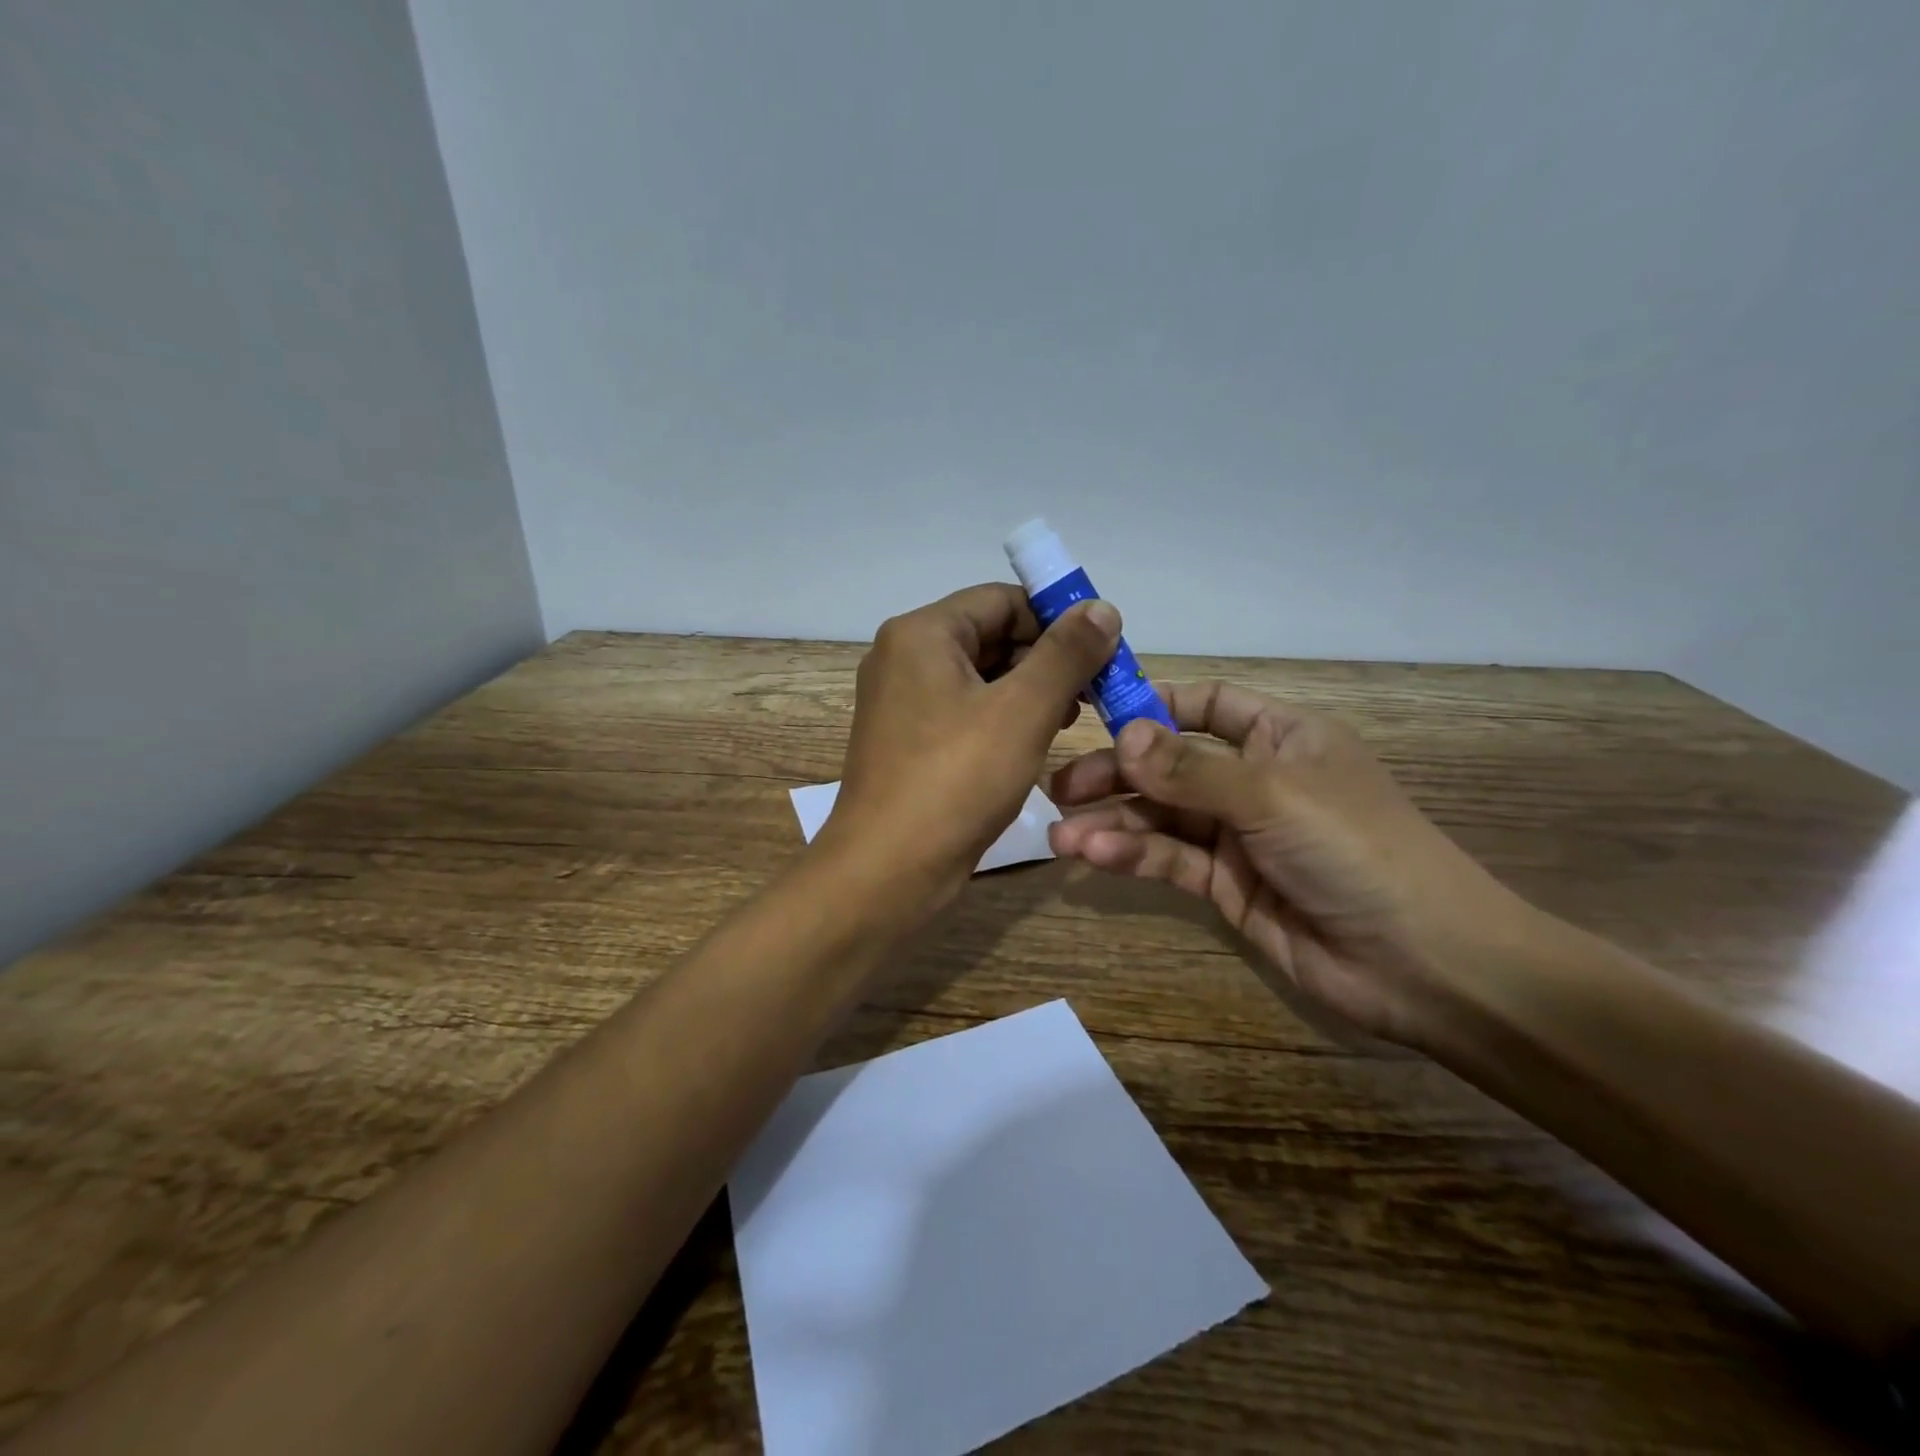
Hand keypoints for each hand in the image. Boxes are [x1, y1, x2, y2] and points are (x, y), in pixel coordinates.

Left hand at [821, 583, 1120, 911]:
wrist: (887, 871)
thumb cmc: (956, 781)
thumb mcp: (1023, 711)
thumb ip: (1066, 654)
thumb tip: (1101, 607)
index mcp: (921, 634)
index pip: (1002, 600)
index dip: (1057, 619)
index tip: (1102, 652)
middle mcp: (903, 657)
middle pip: (989, 635)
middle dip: (1045, 659)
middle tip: (1093, 693)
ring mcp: (901, 702)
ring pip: (979, 677)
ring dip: (1028, 691)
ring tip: (1069, 721)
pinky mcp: (907, 741)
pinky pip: (963, 711)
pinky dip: (1001, 718)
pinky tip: (1032, 743)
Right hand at [1048, 682, 1534, 1051]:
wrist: (1424, 965)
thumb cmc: (1356, 850)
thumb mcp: (1272, 796)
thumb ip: (1190, 769)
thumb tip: (1123, 734)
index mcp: (1281, 737)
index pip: (1206, 705)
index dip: (1152, 704)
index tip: (1092, 712)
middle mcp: (1255, 779)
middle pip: (1170, 764)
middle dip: (1116, 773)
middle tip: (1060, 787)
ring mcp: (1240, 836)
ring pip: (1162, 816)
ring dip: (1112, 822)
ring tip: (1061, 833)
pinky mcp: (1228, 886)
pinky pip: (1171, 860)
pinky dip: (1132, 856)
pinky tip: (1093, 857)